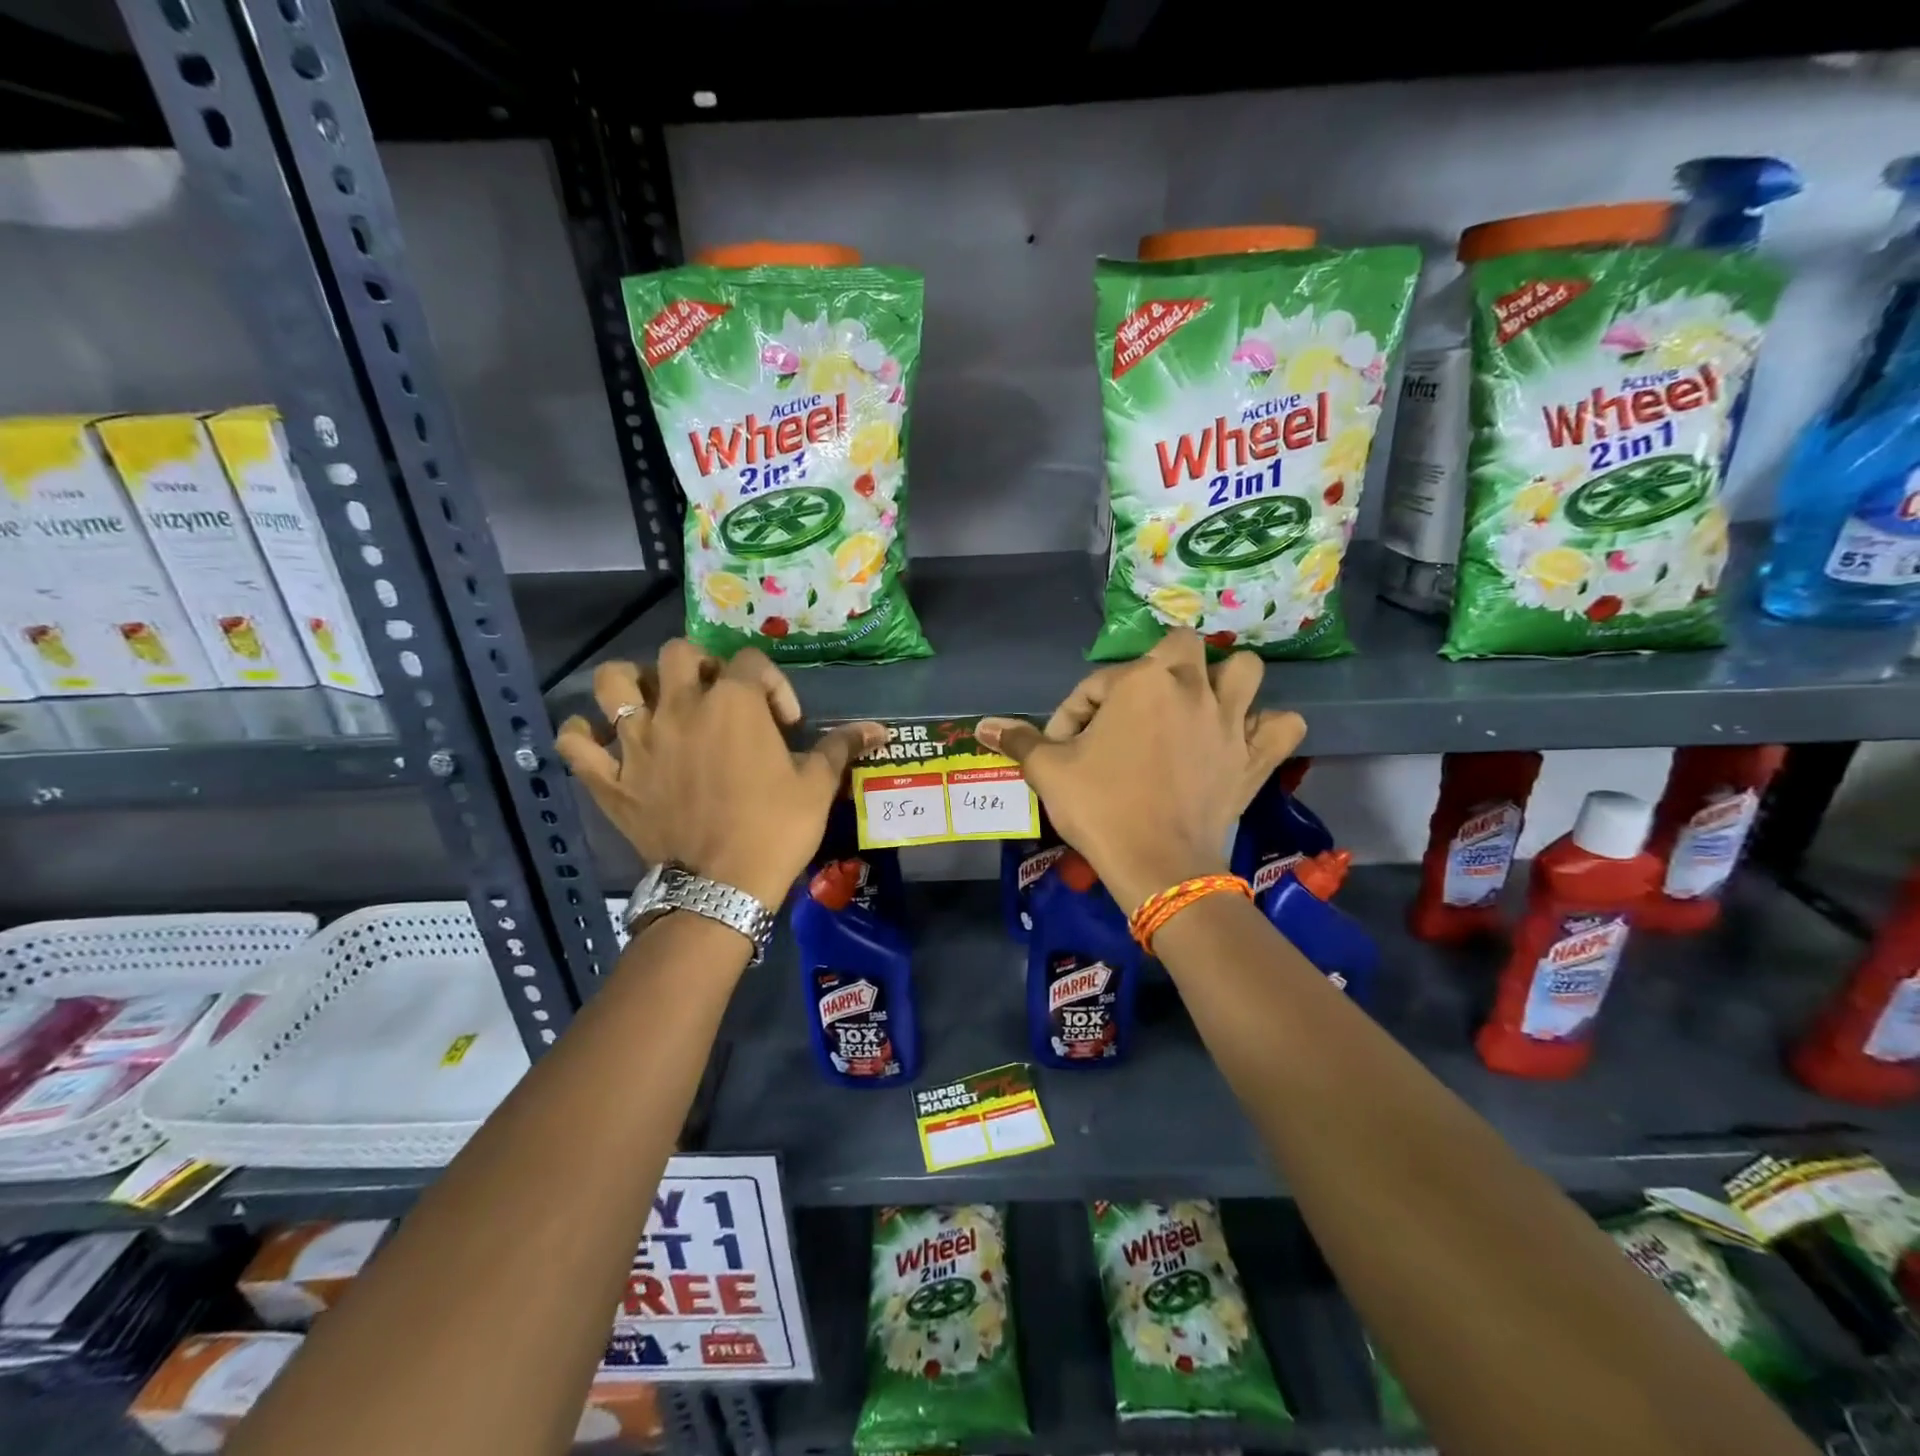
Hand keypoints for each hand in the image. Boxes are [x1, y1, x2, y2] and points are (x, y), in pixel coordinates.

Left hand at [555, 643, 882, 908]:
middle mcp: (680, 707)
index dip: (774, 685)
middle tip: (718, 700)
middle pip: (678, 654)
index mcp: (734, 703)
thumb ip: (842, 747)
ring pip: (613, 683)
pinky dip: (582, 736)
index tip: (785, 724)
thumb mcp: (817, 786)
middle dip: (702, 667)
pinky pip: (575, 743)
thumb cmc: (775, 829)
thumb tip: (881, 730)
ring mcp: (638, 741)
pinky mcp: (610, 778)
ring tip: (652, 703)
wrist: (723, 887)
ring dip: (632, 684)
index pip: (752, 662)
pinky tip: (601, 742)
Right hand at [978, 630, 1303, 914]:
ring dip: (1224, 681)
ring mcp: (1231, 720)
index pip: (1097, 682)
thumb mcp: (1049, 771)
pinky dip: (1268, 727)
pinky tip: (1244, 740)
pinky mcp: (1256, 757)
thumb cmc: (1100, 808)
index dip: (1073, 712)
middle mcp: (1192, 687)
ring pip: (1245, 671)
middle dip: (1157, 667)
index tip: (1062, 747)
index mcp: (1141, 681)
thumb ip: (1018, 740)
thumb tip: (981, 726)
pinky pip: (1283, 726)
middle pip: (1183, 646)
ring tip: (1197, 708)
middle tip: (1134, 707)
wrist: (1158, 865)